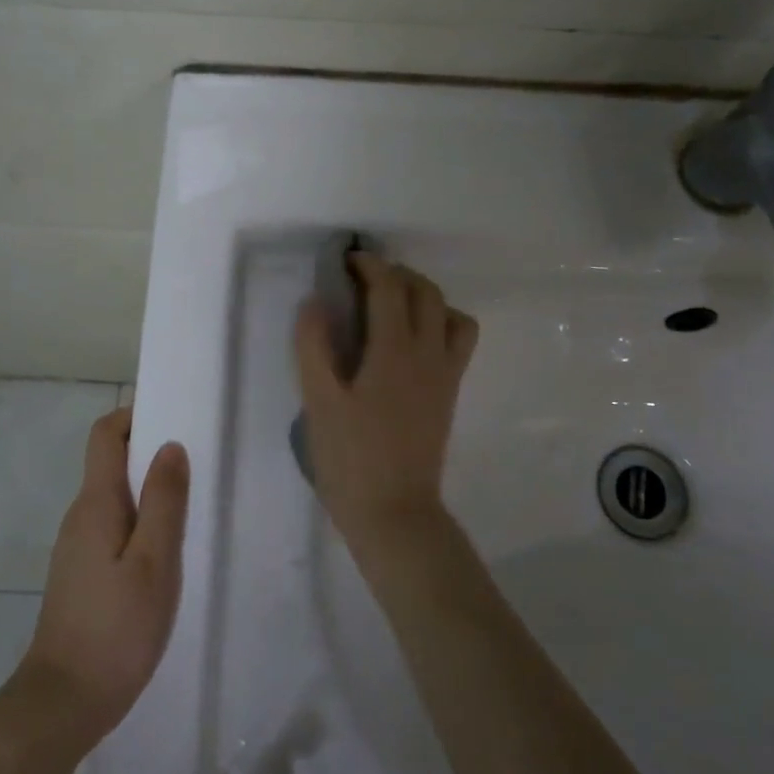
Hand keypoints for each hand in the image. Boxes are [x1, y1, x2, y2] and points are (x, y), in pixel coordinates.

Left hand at [22, 408, 189, 743]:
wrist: (63, 704)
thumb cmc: (115, 628)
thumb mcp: (154, 562)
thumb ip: (164, 501)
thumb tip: (171, 445)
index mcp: (96, 503)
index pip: (105, 434)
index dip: (135, 415)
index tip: (174, 418)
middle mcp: (81, 515)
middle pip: (112, 462)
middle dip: (151, 452)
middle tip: (196, 465)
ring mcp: (77, 546)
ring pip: (115, 497)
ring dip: (149, 490)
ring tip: (189, 508)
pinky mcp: (82, 573)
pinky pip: (113, 527)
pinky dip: (140, 522)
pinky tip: (166, 552)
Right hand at [293, 254, 478, 549]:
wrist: (395, 513)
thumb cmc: (350, 458)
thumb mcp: (319, 402)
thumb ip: (314, 346)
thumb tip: (315, 302)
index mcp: (394, 350)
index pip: (390, 287)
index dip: (370, 265)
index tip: (347, 261)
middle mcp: (428, 353)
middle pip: (425, 291)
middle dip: (397, 274)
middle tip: (364, 280)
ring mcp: (446, 374)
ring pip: (450, 312)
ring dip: (424, 296)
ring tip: (393, 306)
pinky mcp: (450, 393)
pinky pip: (459, 341)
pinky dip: (442, 323)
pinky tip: (412, 341)